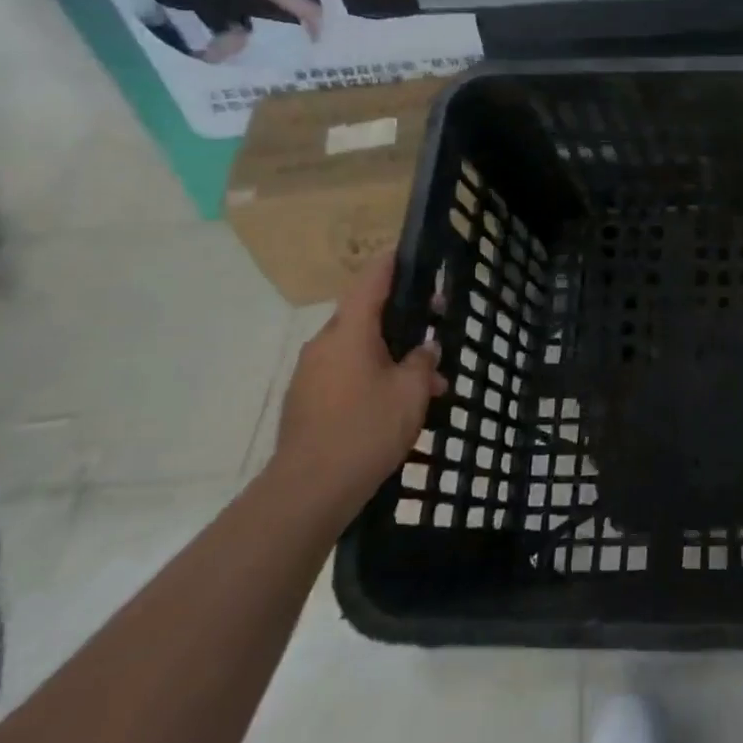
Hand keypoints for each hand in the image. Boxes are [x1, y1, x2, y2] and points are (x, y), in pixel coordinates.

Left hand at [268, 255, 443, 523]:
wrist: (308, 491)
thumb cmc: (366, 429)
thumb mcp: (412, 392)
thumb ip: (423, 362)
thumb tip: (425, 348)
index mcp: (350, 332)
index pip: (371, 281)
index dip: (390, 263)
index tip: (407, 252)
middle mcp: (325, 344)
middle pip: (365, 316)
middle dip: (403, 319)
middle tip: (436, 326)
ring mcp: (311, 373)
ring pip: (358, 348)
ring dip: (391, 355)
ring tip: (429, 383)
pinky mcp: (306, 400)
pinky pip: (345, 373)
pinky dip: (372, 375)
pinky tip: (399, 403)